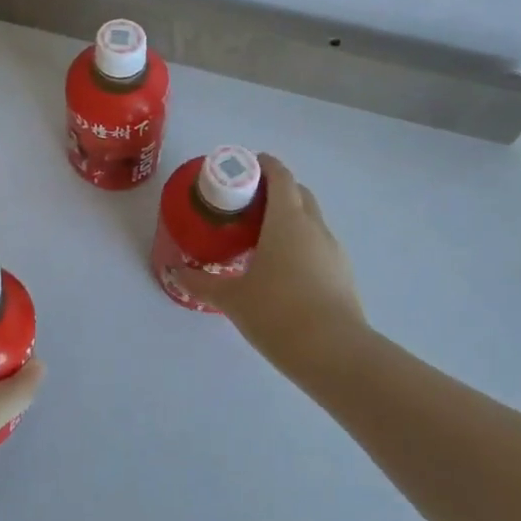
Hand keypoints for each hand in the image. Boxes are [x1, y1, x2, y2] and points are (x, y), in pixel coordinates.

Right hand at [177, 154, 368, 373]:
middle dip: (276, 190)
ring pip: (312, 220)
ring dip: (290, 218)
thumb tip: (177, 272)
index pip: (280, 176)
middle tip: (247, 203)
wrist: (335, 354)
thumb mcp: (232, 298)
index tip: (245, 167)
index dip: (264, 165)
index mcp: (287, 220)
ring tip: (262, 238)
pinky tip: (284, 269)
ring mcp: (333, 251)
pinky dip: (301, 244)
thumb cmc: (278, 313)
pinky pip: (319, 246)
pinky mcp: (343, 275)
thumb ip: (203, 282)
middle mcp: (314, 227)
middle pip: (298, 193)